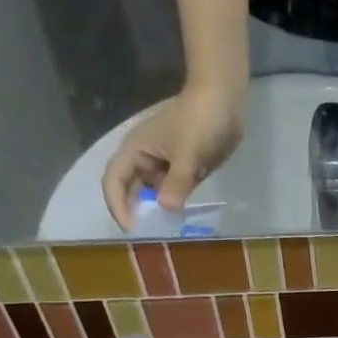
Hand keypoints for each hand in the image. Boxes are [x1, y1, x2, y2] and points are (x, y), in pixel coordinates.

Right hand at [102, 86, 244, 228]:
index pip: (114, 181)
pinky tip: (183, 217)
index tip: (132, 228)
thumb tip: (166, 209)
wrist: (224, 101)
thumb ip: (177, 182)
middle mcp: (145, 158)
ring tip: (167, 231)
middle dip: (138, 211)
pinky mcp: (184, 167)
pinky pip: (175, 189)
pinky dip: (176, 202)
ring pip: (156, 192)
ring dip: (159, 209)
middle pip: (133, 189)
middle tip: (149, 236)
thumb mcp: (188, 154)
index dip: (118, 205)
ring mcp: (165, 163)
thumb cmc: (200, 122)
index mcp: (136, 150)